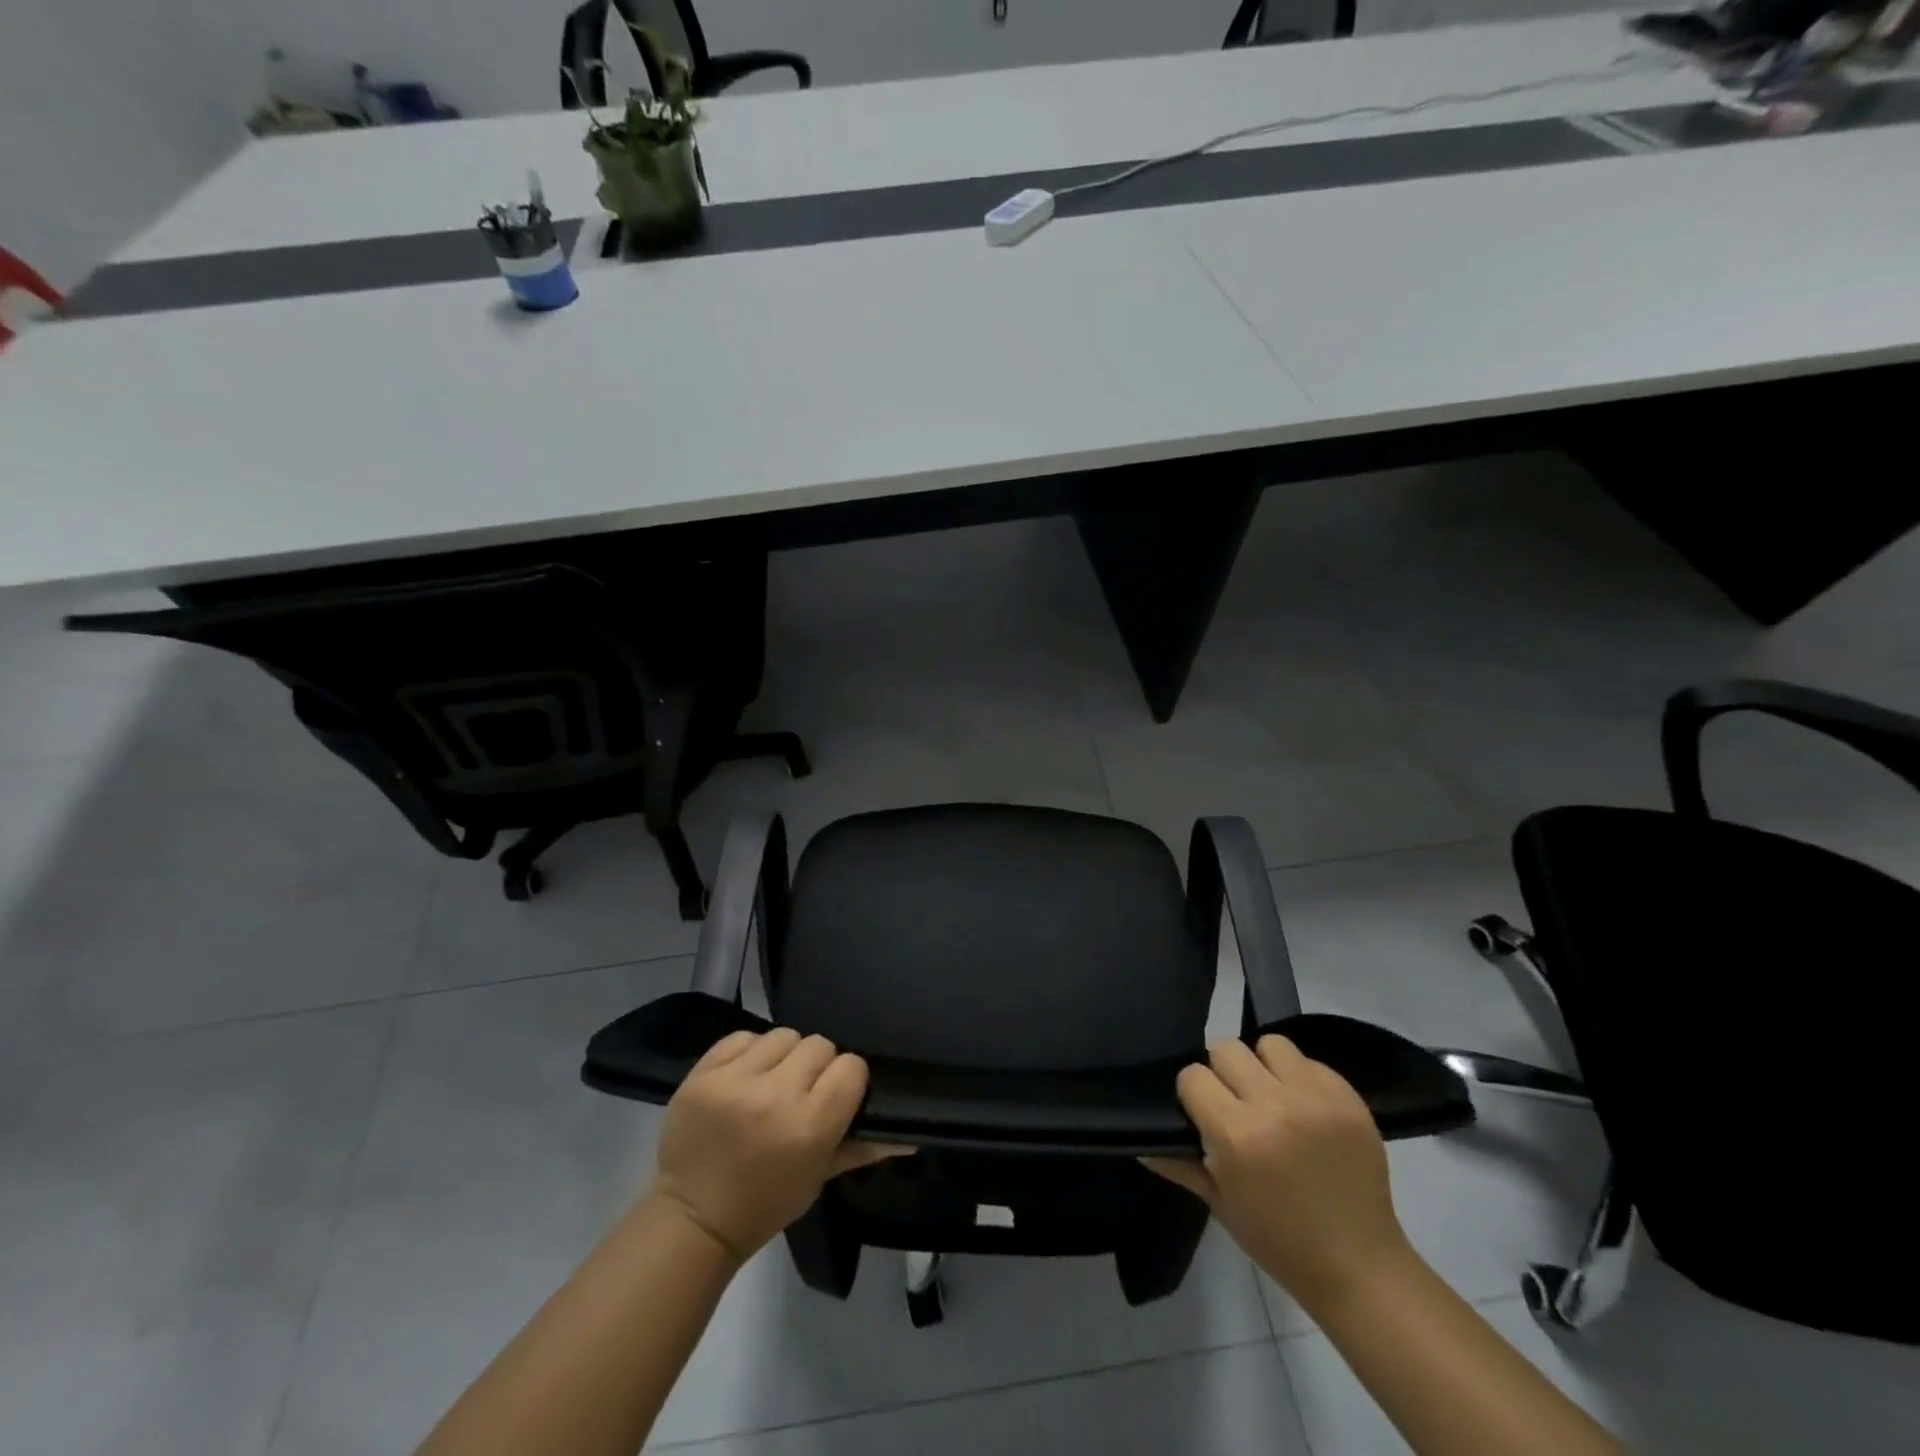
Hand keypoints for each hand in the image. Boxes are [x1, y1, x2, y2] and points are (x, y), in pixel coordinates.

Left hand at [651, 1028, 906, 1262]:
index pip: (850, 1067)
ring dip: (783, 1056)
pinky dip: (749, 1053)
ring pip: (783, 1035)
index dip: (847, 1080)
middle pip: (819, 1044)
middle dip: (815, 1067)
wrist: (692, 1219)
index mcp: (809, 1126)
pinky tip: (745, 1078)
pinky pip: (743, 1037)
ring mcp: (734, 1081)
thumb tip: (910, 1137)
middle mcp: (774, 1096)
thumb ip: (863, 1147)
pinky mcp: (702, 1073)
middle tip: (801, 1093)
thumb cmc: (766, 1203)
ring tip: (771, 1083)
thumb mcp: (819, 1178)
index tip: (834, 1096)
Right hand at [1143, 1036, 1411, 1312]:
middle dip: (1224, 1074)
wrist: (1360, 1267)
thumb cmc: (1279, 1240)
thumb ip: (1178, 1163)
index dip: (1193, 1094)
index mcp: (1237, 1135)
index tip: (1203, 1116)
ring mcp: (1316, 1099)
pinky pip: (1309, 1061)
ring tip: (1271, 1098)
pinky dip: (1300, 1078)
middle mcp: (1274, 1106)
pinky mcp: (1348, 1098)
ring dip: (1263, 1066)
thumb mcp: (1219, 1203)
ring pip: (1269, 1044)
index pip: (1193, 1075)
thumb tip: (1140, 1142)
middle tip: (1236, 1105)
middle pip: (1226, 1049)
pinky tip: (1304, 1109)